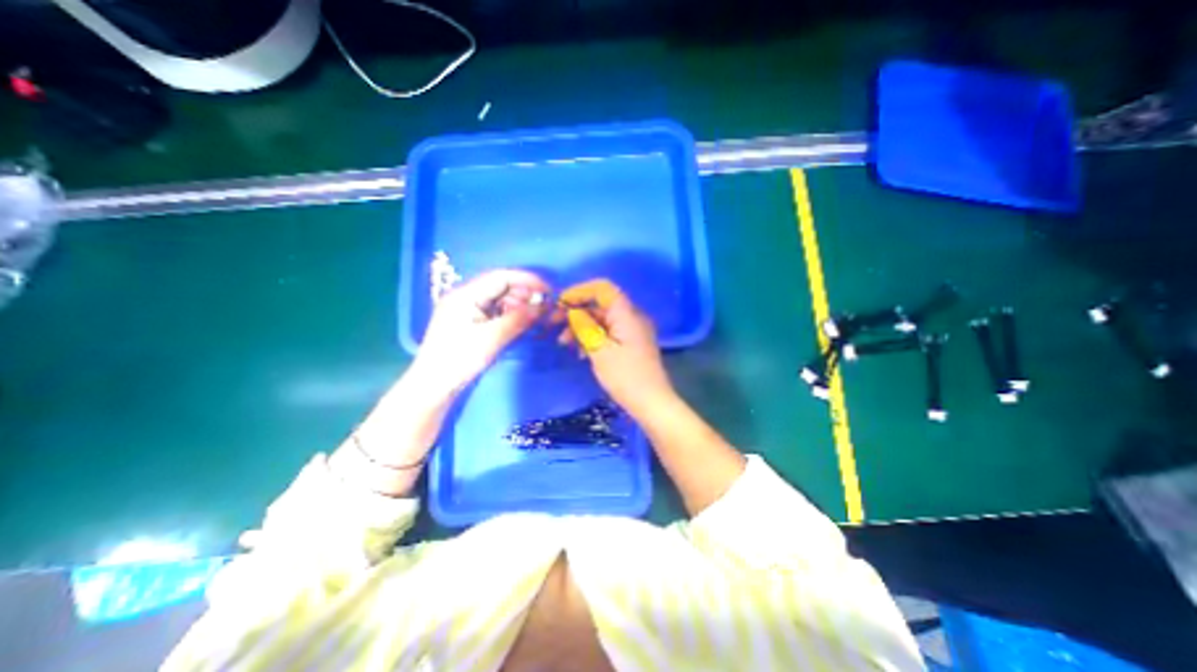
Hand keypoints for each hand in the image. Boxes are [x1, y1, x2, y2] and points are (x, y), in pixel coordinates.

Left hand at [416, 267, 546, 393]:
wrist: (434, 386)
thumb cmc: (459, 360)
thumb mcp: (491, 338)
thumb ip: (518, 319)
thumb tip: (544, 306)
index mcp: (466, 294)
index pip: (501, 277)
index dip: (527, 280)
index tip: (549, 290)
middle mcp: (466, 297)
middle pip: (501, 287)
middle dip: (525, 294)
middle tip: (545, 306)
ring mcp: (468, 309)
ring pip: (500, 299)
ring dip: (519, 305)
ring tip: (537, 316)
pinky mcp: (471, 322)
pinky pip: (495, 312)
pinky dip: (511, 315)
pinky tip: (523, 322)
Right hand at [560, 277, 676, 414]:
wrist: (651, 402)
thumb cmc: (625, 376)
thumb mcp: (599, 350)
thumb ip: (584, 326)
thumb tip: (573, 312)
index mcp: (627, 313)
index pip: (602, 288)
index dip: (579, 291)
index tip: (560, 304)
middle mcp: (632, 317)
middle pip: (600, 304)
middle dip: (576, 312)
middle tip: (554, 324)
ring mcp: (632, 330)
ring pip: (602, 319)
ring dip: (582, 327)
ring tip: (564, 343)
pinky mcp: (631, 343)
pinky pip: (609, 332)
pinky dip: (593, 337)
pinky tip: (581, 351)